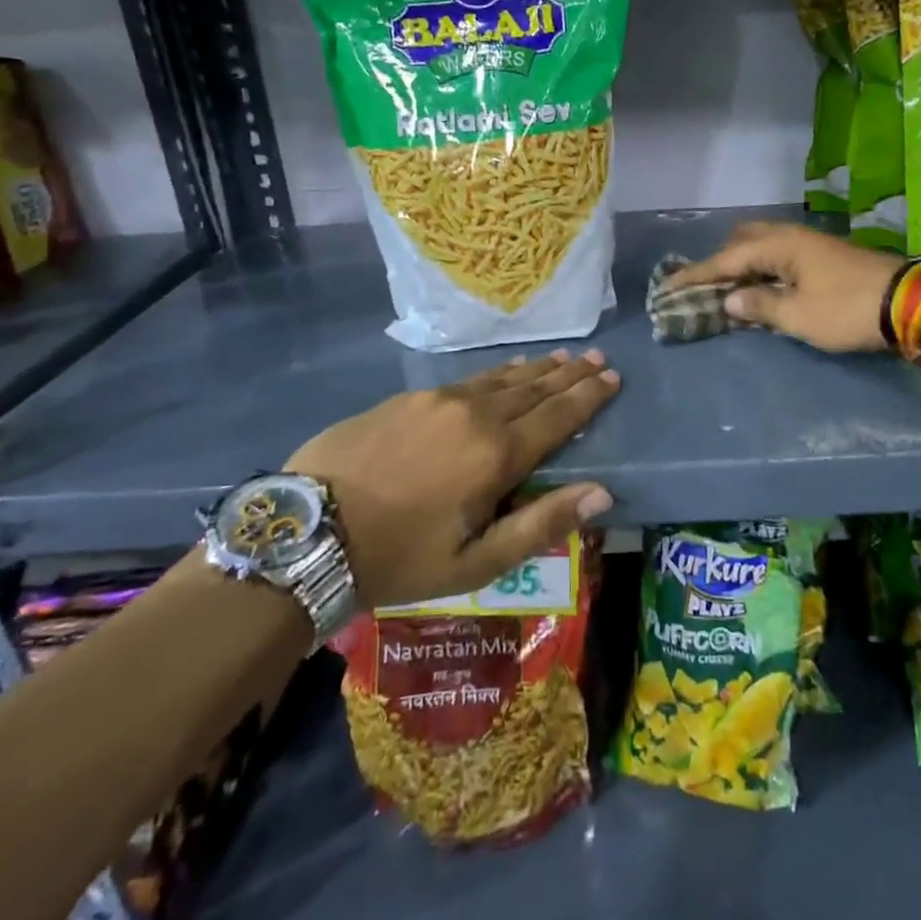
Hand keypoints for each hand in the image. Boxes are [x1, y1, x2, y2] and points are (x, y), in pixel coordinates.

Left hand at [284, 351, 619, 609]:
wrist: (308, 531)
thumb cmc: (399, 557)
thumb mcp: (476, 562)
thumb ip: (541, 523)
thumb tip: (602, 493)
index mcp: (497, 454)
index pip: (558, 416)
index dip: (589, 397)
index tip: (612, 377)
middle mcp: (475, 414)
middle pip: (534, 388)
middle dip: (570, 374)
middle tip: (596, 357)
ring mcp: (439, 400)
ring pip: (501, 378)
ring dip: (536, 369)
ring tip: (561, 357)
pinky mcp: (408, 398)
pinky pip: (468, 380)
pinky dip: (497, 374)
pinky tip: (504, 372)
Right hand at [665, 222, 901, 352]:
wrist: (908, 304)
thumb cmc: (847, 310)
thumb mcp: (799, 315)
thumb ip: (760, 306)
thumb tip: (730, 300)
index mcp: (779, 245)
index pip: (726, 259)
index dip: (696, 275)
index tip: (667, 287)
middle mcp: (791, 236)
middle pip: (743, 240)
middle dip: (720, 261)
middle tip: (704, 287)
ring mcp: (810, 244)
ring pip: (763, 246)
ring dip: (743, 264)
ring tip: (730, 289)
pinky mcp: (825, 257)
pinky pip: (780, 256)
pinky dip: (763, 269)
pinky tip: (763, 287)